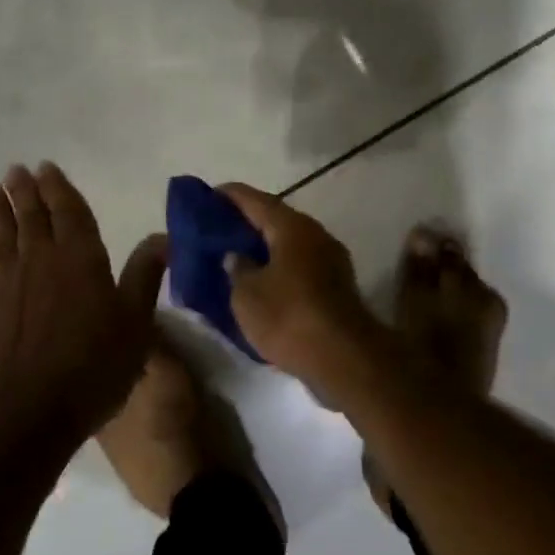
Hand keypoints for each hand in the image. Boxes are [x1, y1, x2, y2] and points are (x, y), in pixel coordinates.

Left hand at [0, 163, 167, 451]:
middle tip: (15, 170)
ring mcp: (9, 287)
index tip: (45, 167)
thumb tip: (163, 236)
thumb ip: (145, 276)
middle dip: (25, 192)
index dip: (58, 188)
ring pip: (2, 238)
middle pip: (32, 218)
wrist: (26, 416)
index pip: (69, 213)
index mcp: (80, 259)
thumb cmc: (92, 367)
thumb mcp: (135, 323)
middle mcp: (41, 262)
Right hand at [219, 183, 384, 393]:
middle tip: (220, 228)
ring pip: (290, 242)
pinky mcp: (338, 285)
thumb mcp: (247, 295)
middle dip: (248, 221)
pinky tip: (264, 280)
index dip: (231, 195)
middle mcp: (315, 233)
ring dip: (266, 245)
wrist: (345, 359)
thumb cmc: (289, 317)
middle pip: (276, 218)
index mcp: (292, 226)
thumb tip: (236, 255)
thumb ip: (237, 268)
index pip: (255, 200)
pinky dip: (280, 265)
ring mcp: (331, 258)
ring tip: (238, 254)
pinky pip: (301, 264)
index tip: (209, 195)